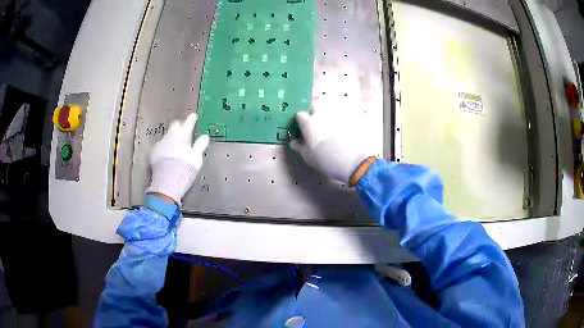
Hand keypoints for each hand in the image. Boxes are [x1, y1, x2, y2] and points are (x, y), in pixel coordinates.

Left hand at [146, 113, 208, 204]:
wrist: (167, 183)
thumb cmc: (185, 170)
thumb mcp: (196, 158)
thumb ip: (200, 146)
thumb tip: (205, 137)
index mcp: (182, 136)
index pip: (188, 123)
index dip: (191, 119)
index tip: (193, 116)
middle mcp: (170, 137)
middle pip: (174, 126)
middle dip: (179, 126)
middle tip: (183, 128)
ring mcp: (160, 144)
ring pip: (166, 136)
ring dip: (171, 137)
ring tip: (174, 143)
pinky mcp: (153, 153)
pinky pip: (160, 146)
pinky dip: (164, 147)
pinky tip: (166, 153)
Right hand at [290, 108, 374, 183]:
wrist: (353, 161)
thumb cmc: (326, 160)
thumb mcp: (308, 157)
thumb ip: (299, 146)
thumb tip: (293, 141)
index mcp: (309, 122)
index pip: (300, 115)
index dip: (299, 121)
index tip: (301, 129)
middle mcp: (322, 115)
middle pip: (315, 108)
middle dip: (313, 114)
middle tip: (315, 127)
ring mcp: (337, 116)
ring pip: (329, 112)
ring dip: (327, 118)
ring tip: (329, 131)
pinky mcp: (350, 119)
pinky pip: (342, 118)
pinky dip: (340, 123)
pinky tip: (342, 134)